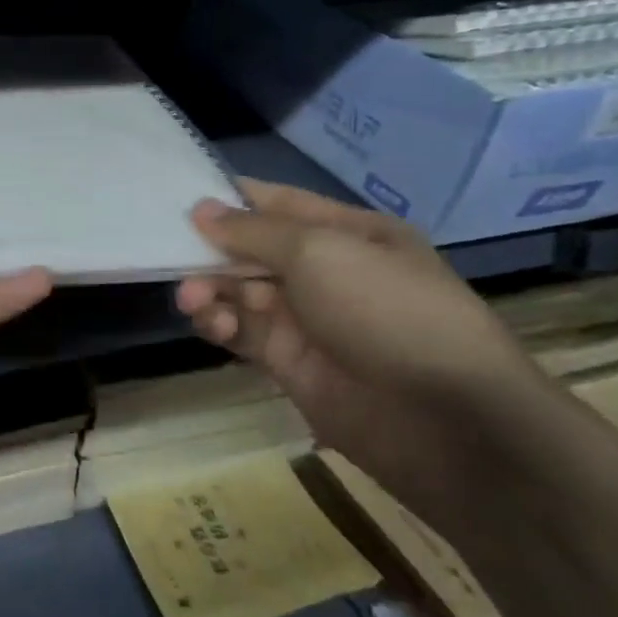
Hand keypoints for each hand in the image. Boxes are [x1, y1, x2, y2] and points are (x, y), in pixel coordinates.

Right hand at [176, 179, 550, 524]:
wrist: (442, 419)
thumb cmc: (387, 310)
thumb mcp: (319, 252)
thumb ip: (253, 232)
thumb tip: (201, 209)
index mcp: (349, 233)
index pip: (279, 204)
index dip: (231, 199)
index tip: (179, 197)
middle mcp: (327, 271)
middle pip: (251, 250)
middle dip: (213, 252)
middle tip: (174, 259)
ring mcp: (308, 318)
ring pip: (240, 292)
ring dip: (211, 290)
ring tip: (195, 301)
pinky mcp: (289, 361)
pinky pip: (242, 331)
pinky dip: (220, 324)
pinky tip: (212, 325)